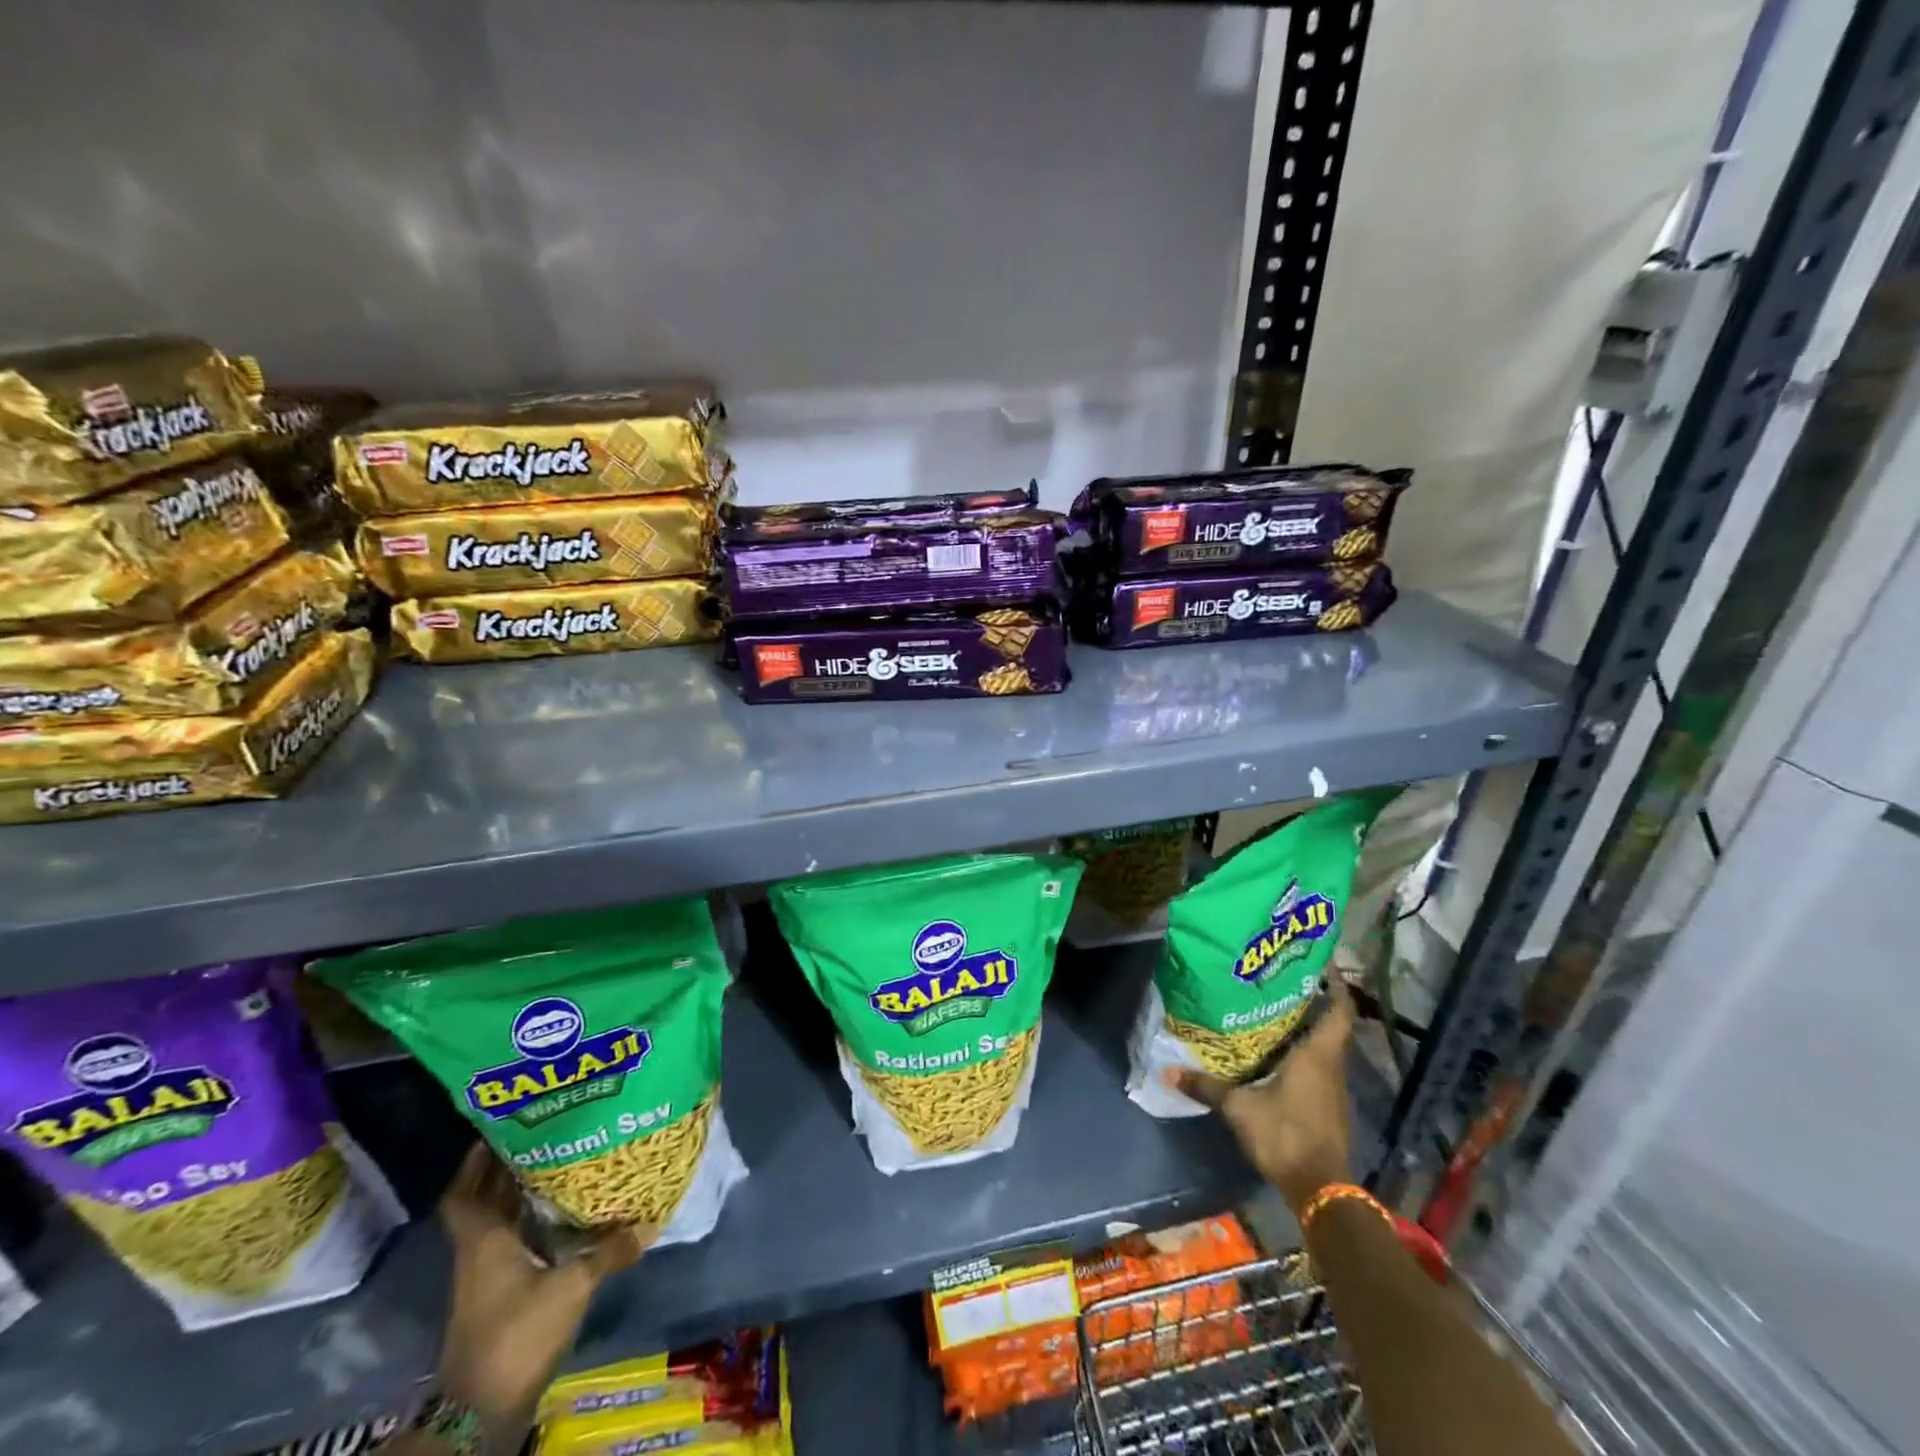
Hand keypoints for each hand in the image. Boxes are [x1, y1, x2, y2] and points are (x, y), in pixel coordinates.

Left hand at [436, 1144, 650, 1420]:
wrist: (481, 1411)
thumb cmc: (519, 1334)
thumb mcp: (571, 1287)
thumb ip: (608, 1251)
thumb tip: (647, 1221)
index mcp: (483, 1241)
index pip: (463, 1194)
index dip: (474, 1162)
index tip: (500, 1131)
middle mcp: (478, 1252)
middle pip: (482, 1201)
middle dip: (504, 1168)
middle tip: (542, 1133)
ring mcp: (484, 1277)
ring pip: (496, 1222)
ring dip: (516, 1194)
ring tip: (557, 1161)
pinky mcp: (497, 1296)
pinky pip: (509, 1242)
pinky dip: (527, 1223)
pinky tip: (559, 1212)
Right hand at [1168, 975, 1355, 1215]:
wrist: (1320, 1190)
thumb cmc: (1285, 1134)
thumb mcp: (1239, 1108)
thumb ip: (1206, 1087)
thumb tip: (1166, 1072)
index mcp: (1318, 1055)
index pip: (1339, 1011)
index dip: (1336, 985)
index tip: (1321, 961)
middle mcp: (1331, 1067)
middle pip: (1330, 1025)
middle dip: (1312, 1001)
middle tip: (1281, 979)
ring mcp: (1333, 1090)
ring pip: (1324, 1048)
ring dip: (1306, 1029)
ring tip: (1274, 1010)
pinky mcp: (1328, 1108)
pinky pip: (1318, 1069)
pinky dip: (1303, 1054)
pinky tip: (1277, 1054)